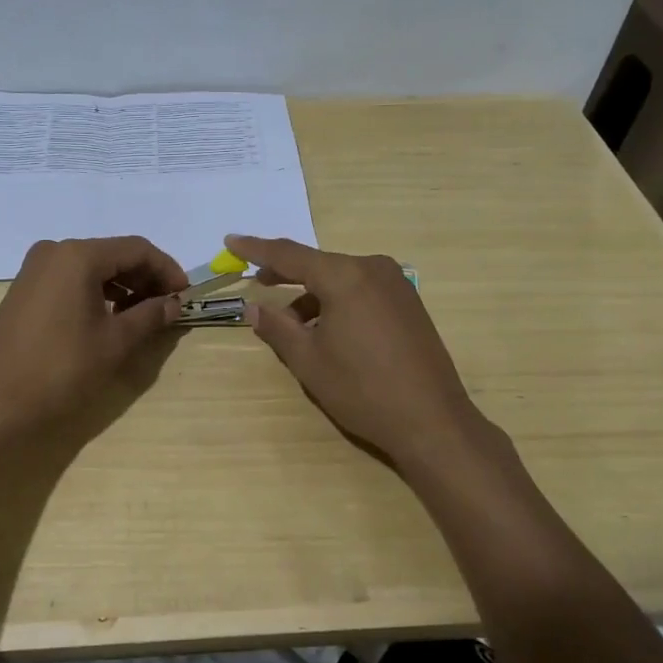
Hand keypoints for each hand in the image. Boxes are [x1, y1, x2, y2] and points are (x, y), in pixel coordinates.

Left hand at [0, 236, 187, 432]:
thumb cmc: (61, 368)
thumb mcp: (115, 342)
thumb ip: (149, 315)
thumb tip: (173, 303)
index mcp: (78, 255)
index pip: (137, 249)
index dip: (167, 269)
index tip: (186, 295)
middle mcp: (54, 252)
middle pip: (113, 254)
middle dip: (144, 277)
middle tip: (167, 307)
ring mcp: (34, 270)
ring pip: (91, 267)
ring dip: (121, 286)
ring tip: (142, 315)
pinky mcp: (24, 290)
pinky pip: (70, 280)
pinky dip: (96, 292)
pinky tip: (108, 318)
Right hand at [227, 234, 486, 464]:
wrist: (432, 421)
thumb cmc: (362, 390)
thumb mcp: (309, 360)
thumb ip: (277, 327)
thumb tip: (253, 307)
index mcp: (345, 276)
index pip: (290, 254)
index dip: (256, 249)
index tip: (230, 240)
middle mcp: (372, 269)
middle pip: (318, 264)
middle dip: (286, 274)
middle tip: (257, 280)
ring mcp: (396, 284)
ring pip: (340, 279)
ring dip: (313, 294)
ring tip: (292, 323)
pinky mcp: (409, 303)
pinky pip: (361, 290)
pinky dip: (337, 301)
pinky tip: (326, 329)